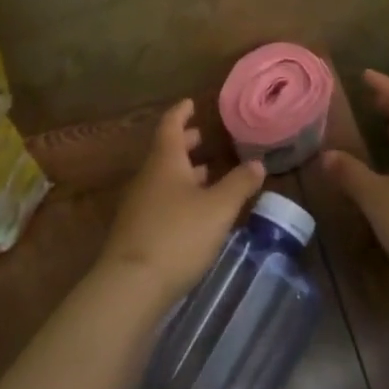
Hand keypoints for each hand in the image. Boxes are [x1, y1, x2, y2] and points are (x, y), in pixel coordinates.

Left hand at [100, 100, 265, 305]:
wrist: (131, 285)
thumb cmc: (178, 235)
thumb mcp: (218, 208)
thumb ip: (239, 184)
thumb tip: (257, 163)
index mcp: (165, 162)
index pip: (170, 126)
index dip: (181, 113)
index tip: (191, 103)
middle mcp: (148, 177)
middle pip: (166, 152)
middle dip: (185, 143)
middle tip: (203, 137)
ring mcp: (138, 205)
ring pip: (163, 178)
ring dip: (184, 172)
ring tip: (206, 174)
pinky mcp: (137, 231)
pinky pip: (160, 201)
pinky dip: (178, 196)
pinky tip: (194, 212)